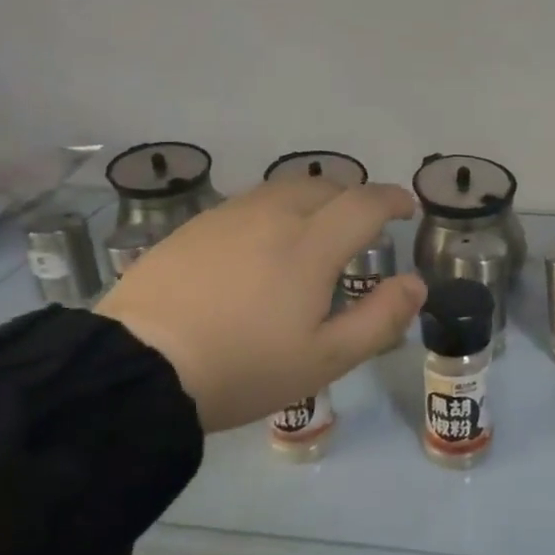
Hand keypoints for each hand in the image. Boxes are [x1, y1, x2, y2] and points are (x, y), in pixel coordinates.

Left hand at [95, 179, 427, 433]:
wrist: (138, 368)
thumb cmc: (244, 367)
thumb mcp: (325, 359)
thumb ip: (380, 319)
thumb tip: (416, 284)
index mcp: (311, 245)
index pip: (365, 203)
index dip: (392, 199)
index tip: (406, 208)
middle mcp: (273, 216)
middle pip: (325, 186)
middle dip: (354, 197)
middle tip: (362, 226)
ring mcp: (228, 217)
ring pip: (284, 189)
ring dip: (313, 200)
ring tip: (315, 231)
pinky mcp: (194, 227)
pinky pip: (249, 204)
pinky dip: (274, 211)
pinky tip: (262, 245)